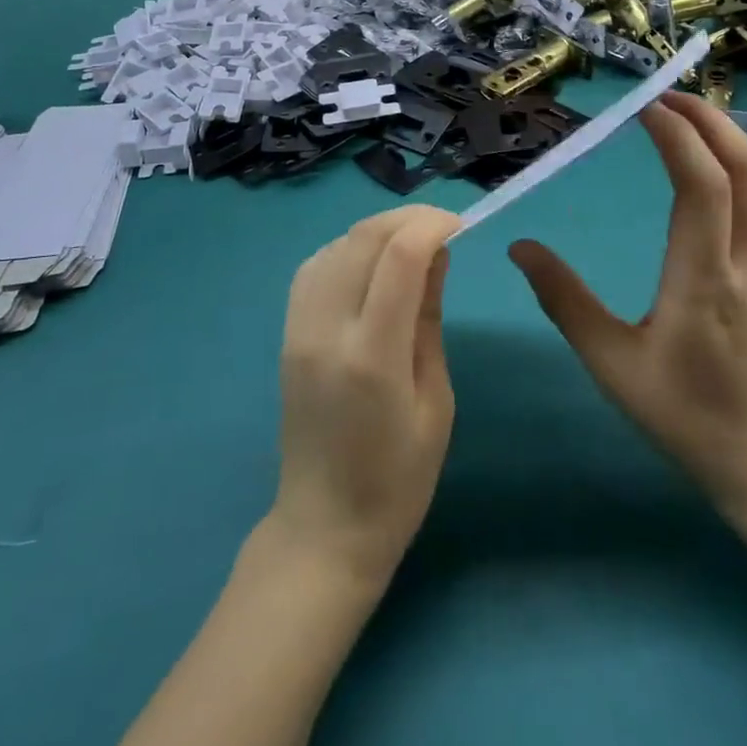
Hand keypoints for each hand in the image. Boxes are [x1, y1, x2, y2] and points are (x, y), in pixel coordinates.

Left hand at [267, 206, 458, 588]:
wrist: (323, 526)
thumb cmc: (397, 480)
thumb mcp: (435, 402)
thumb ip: (428, 319)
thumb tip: (436, 255)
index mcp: (372, 355)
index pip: (398, 258)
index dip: (430, 226)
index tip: (460, 225)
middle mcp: (327, 329)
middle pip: (362, 239)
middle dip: (407, 218)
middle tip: (441, 226)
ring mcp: (298, 328)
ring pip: (335, 245)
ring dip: (377, 230)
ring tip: (411, 241)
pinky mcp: (286, 332)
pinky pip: (315, 266)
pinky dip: (347, 248)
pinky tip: (370, 262)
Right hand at [510, 93, 746, 529]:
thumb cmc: (684, 415)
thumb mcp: (611, 364)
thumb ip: (564, 300)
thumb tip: (520, 247)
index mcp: (706, 281)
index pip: (702, 187)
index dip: (677, 136)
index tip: (643, 106)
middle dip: (708, 119)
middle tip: (664, 93)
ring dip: (725, 136)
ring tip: (683, 114)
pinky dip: (737, 163)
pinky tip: (707, 163)